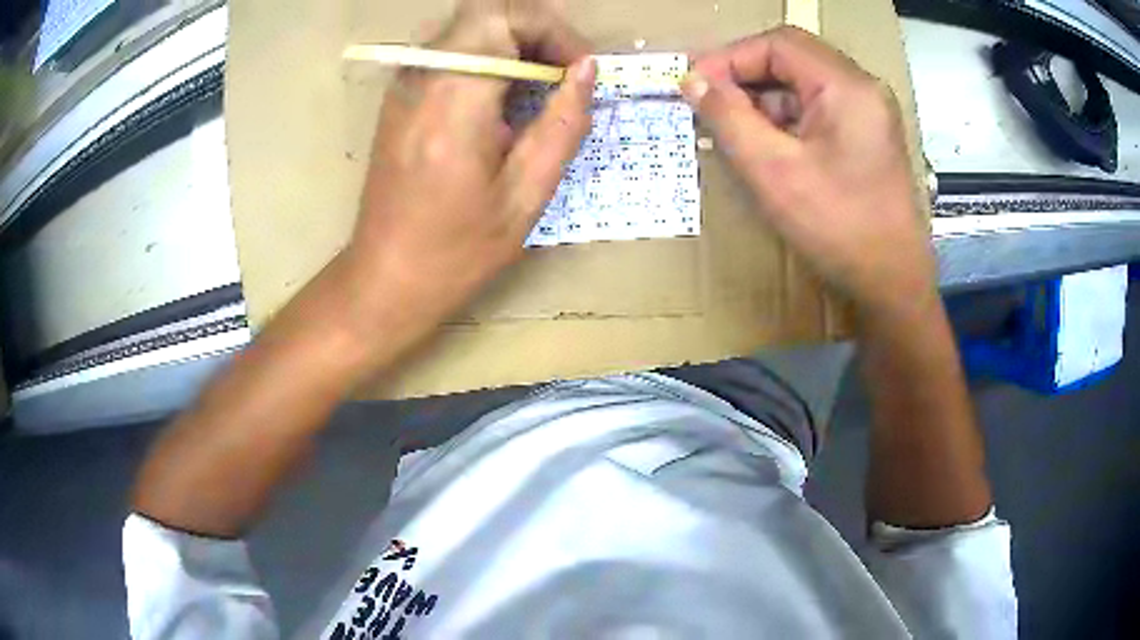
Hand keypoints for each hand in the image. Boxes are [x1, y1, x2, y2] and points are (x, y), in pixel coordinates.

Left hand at [345, 0, 595, 332]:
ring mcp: (405, 83)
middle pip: (484, 12)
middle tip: (566, 72)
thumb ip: (562, 123)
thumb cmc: (457, 249)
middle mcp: (422, 77)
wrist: (386, 275)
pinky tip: (506, 99)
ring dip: (514, 43)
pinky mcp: (401, 95)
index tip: (579, 68)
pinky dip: (489, 58)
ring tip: (543, 87)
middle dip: (536, 30)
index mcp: (454, 98)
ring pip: (468, 27)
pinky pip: (452, 51)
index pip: (502, 17)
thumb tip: (587, 71)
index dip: (551, 29)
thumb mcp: (526, 195)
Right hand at [681, 27, 933, 320]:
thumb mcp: (773, 171)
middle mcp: (862, 89)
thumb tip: (692, 82)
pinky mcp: (865, 134)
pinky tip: (764, 144)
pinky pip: (816, 109)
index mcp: (847, 87)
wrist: (891, 283)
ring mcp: (867, 112)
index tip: (694, 85)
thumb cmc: (838, 228)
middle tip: (708, 103)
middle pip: (792, 58)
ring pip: (803, 84)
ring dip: (763, 98)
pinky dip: (784, 119)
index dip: (730, 58)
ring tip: (730, 127)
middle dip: (745, 76)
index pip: (778, 44)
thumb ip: (728, 118)